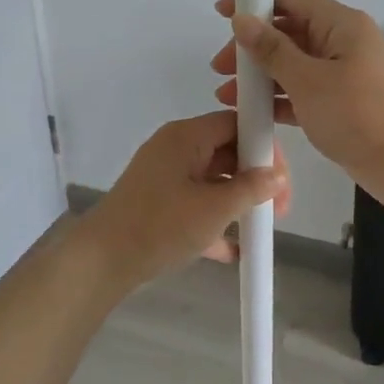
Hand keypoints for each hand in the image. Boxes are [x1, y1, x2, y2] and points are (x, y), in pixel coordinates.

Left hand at [82, 111, 290, 287]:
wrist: (101, 261)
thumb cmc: (161, 225)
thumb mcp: (215, 208)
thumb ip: (251, 189)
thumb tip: (278, 176)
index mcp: (186, 136)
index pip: (236, 123)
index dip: (264, 146)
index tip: (282, 178)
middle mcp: (174, 148)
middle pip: (227, 151)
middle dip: (255, 179)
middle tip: (278, 209)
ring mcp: (163, 175)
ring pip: (213, 179)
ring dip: (237, 201)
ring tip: (258, 228)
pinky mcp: (156, 201)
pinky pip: (195, 202)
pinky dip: (214, 219)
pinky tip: (232, 250)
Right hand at [211, 0, 383, 208]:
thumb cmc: (359, 115)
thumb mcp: (309, 81)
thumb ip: (272, 50)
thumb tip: (241, 20)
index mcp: (340, 25)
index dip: (255, 0)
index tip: (221, 13)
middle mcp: (342, 43)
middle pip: (288, 31)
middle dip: (252, 46)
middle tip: (220, 67)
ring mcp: (342, 74)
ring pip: (292, 64)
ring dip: (260, 76)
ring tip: (227, 95)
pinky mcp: (341, 104)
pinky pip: (301, 92)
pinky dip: (278, 98)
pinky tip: (252, 113)